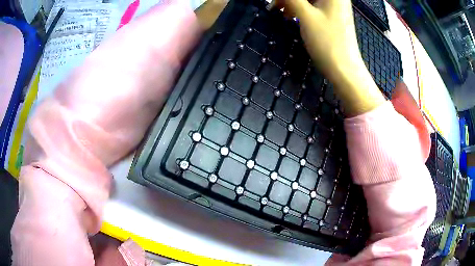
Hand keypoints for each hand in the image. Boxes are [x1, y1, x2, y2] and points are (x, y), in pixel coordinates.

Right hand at [274, 0, 384, 115]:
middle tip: (275, 7)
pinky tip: (291, 16)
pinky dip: (301, 9)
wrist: (344, 69)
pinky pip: (313, 6)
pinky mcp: (332, 16)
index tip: (277, 2)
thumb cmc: (327, 41)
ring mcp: (335, 7)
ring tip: (280, 13)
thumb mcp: (305, 15)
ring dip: (293, 3)